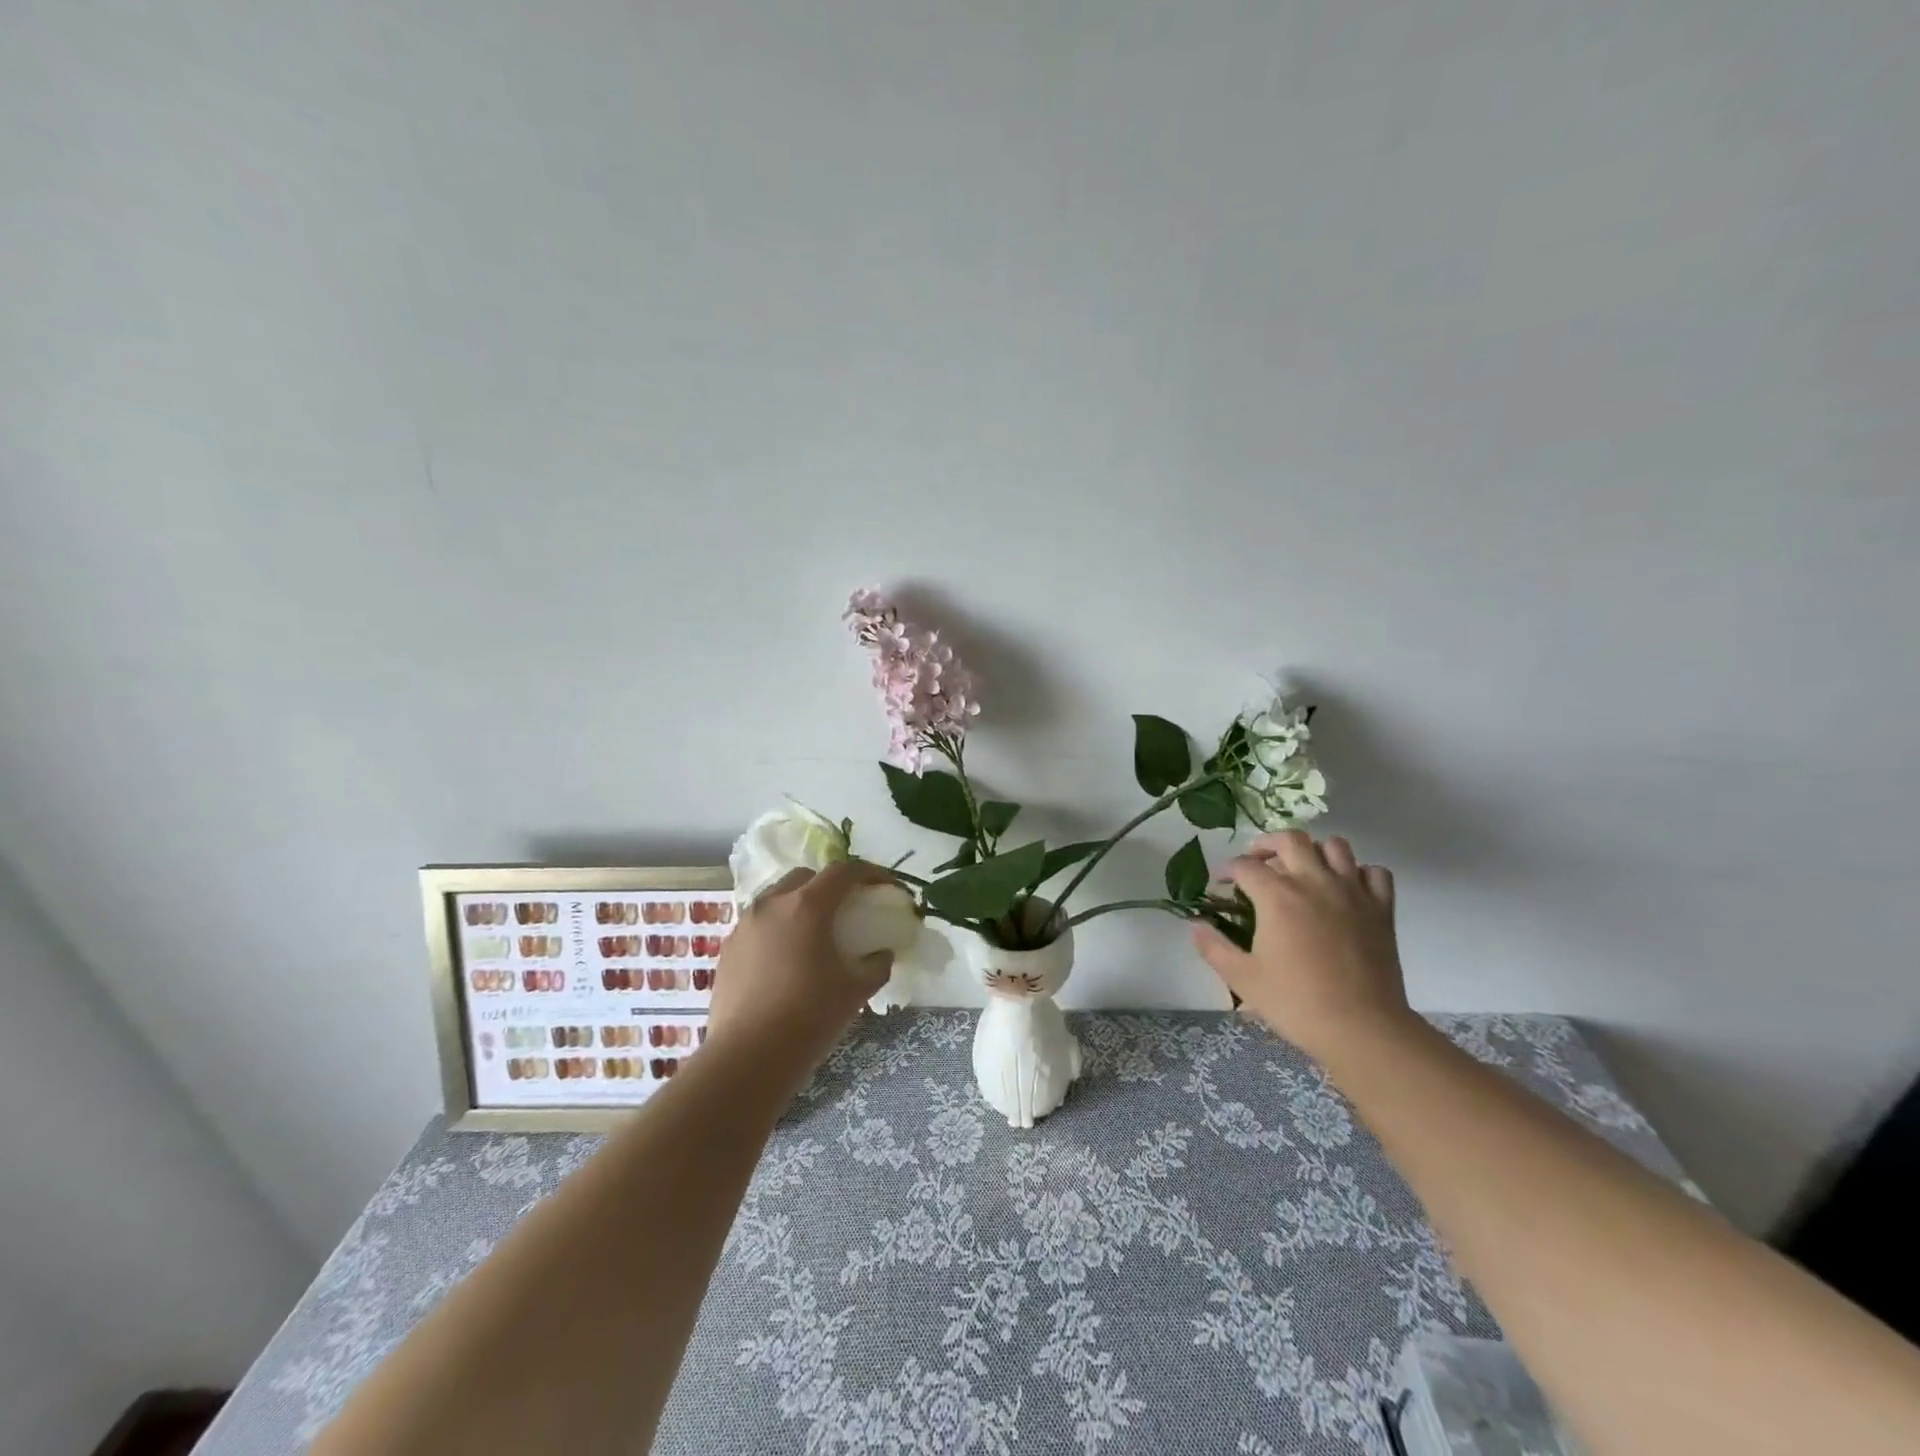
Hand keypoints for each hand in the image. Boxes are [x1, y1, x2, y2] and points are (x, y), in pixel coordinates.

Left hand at [705, 860, 894, 1090]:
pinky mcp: (728, 949)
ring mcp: (745, 925)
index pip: (843, 872)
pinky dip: (778, 927)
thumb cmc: (809, 1017)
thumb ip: (876, 965)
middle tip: (848, 907)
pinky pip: (759, 923)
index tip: (886, 886)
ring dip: (800, 903)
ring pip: (777, 897)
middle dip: (830, 884)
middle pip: (806, 877)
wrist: (748, 1058)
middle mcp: (772, 904)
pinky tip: (786, 957)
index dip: (869, 873)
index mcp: (807, 906)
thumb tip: (882, 954)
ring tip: (814, 931)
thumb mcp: (856, 990)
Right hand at [1191, 831, 1415, 1064]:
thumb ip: (1213, 947)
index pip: (1245, 866)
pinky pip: (1375, 873)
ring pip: (1335, 846)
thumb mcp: (1242, 979)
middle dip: (1267, 844)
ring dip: (1314, 851)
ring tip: (1302, 868)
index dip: (1227, 869)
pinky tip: (1346, 888)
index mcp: (1277, 896)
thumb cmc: (1297, 1003)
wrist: (1362, 1029)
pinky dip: (1359, 873)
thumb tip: (1195, 926)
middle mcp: (1314, 882)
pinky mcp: (1382, 909)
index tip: (1220, 882)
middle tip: (1257, 861)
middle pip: (1290, 839)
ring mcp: (1352, 892)